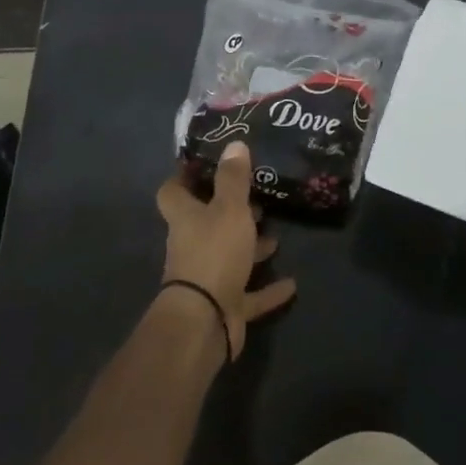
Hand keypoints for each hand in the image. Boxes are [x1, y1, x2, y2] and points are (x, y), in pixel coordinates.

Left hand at [156, 143, 295, 360]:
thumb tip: (234, 143)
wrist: (205, 321)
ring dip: (250, 246)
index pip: (173, 191)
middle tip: (257, 196)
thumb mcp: (229, 208)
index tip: (207, 162)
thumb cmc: (214, 252)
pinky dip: (268, 289)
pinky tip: (292, 283)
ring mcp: (208, 277)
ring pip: (229, 255)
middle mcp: (192, 245)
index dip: (185, 176)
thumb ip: (233, 178)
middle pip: (205, 223)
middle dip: (229, 211)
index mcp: (186, 218)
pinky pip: (250, 294)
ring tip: (276, 233)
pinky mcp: (226, 305)